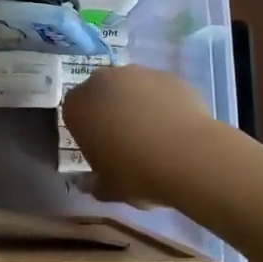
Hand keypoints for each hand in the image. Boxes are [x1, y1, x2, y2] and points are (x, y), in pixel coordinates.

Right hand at [63, 65, 223, 205]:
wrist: (188, 154)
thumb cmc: (137, 173)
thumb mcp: (110, 188)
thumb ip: (94, 183)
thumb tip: (86, 183)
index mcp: (77, 106)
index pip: (74, 113)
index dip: (87, 132)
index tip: (102, 150)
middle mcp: (100, 81)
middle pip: (100, 94)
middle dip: (110, 112)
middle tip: (127, 141)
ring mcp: (135, 73)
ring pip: (130, 88)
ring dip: (136, 104)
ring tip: (156, 135)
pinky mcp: (165, 74)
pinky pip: (158, 89)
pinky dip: (162, 103)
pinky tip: (175, 128)